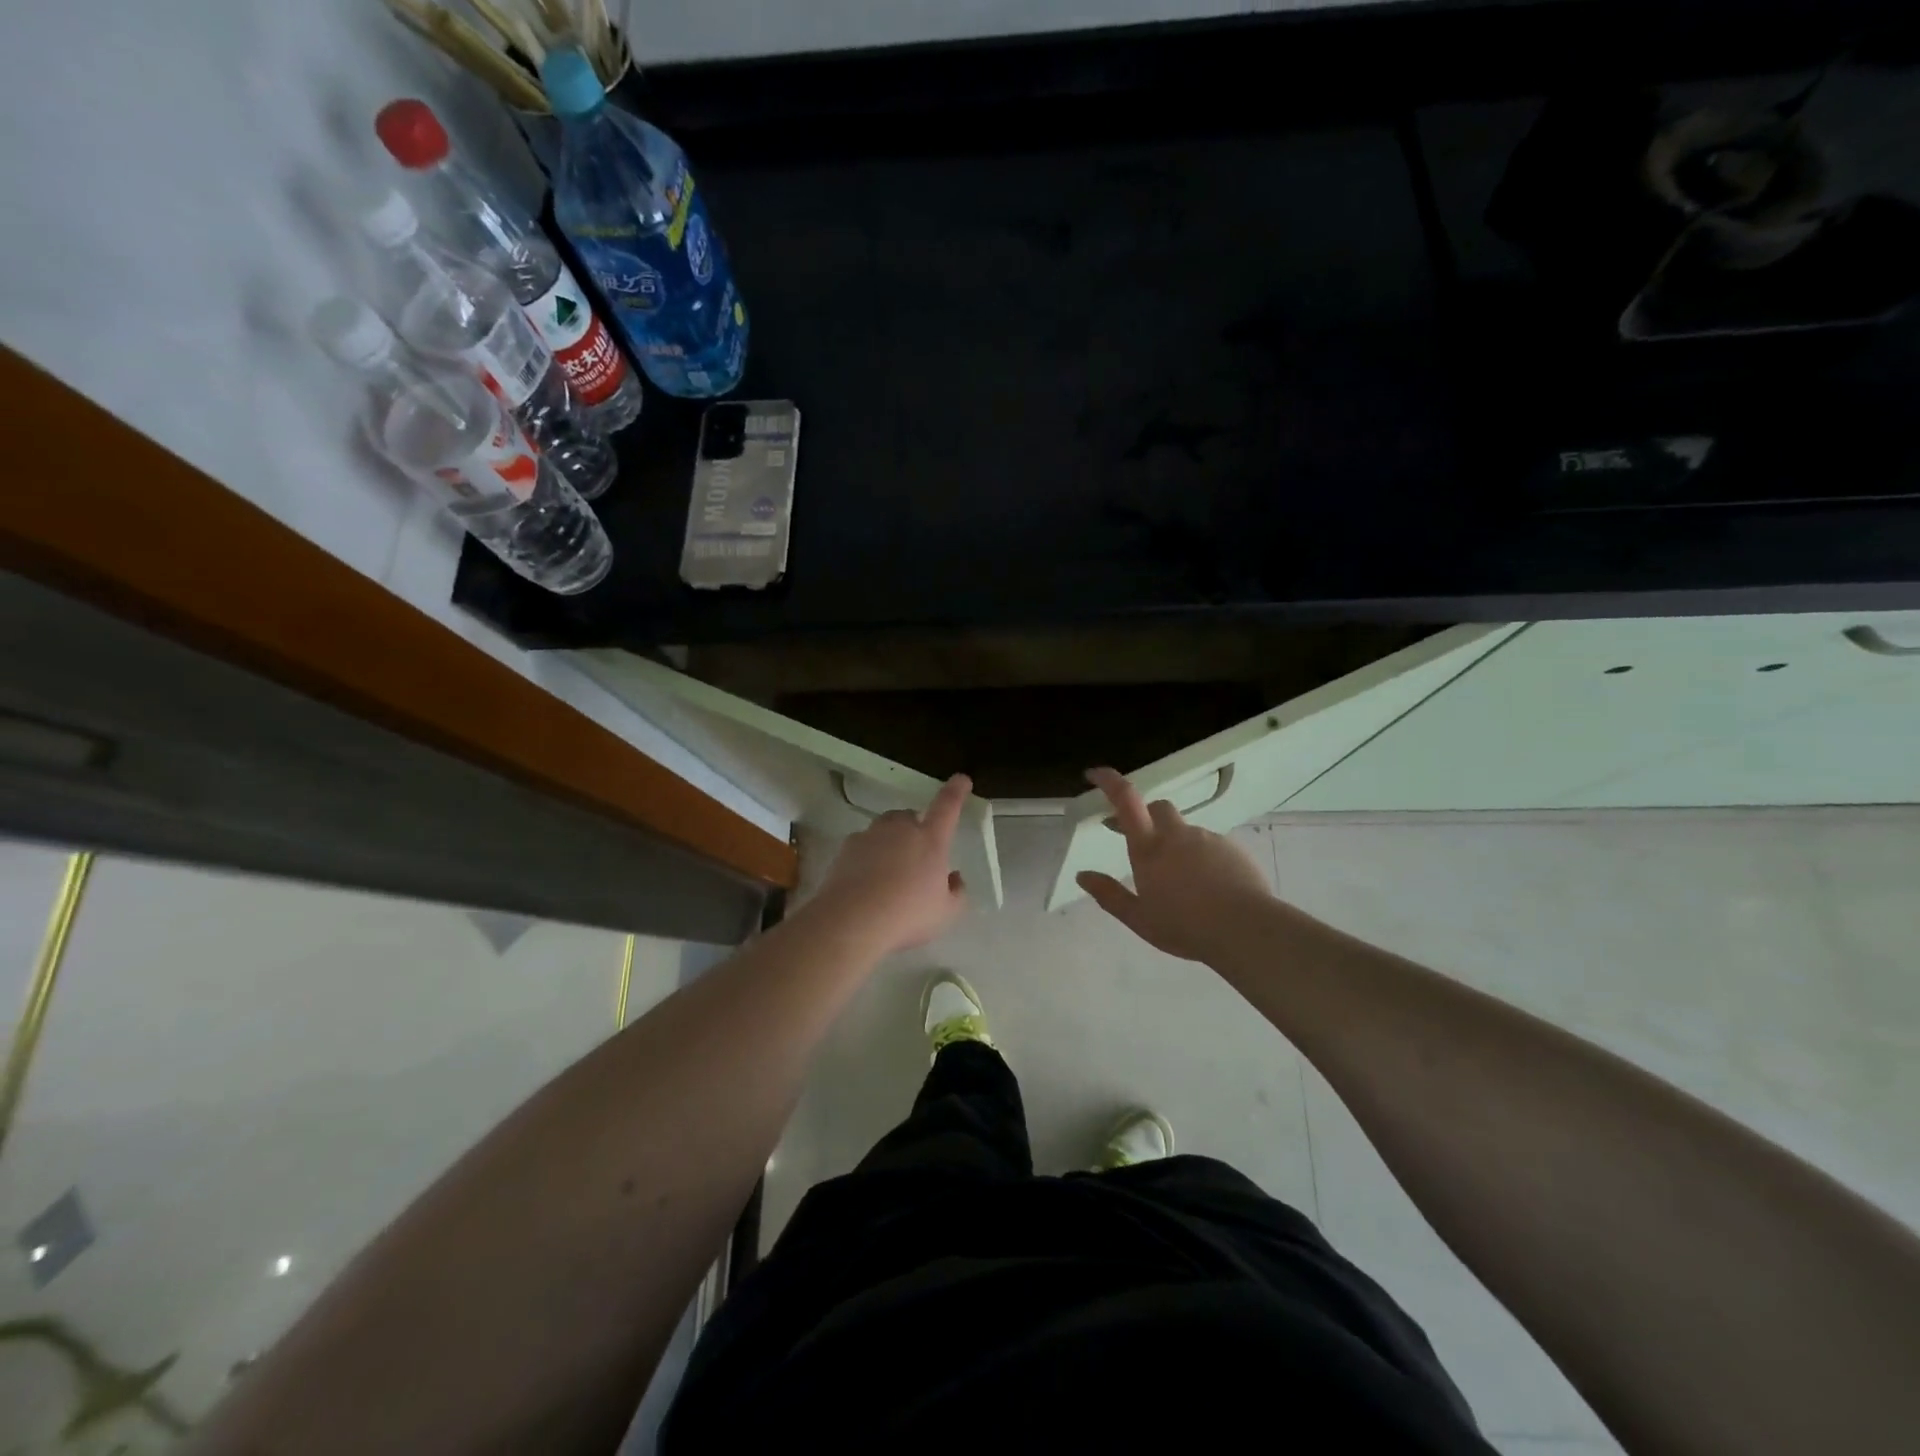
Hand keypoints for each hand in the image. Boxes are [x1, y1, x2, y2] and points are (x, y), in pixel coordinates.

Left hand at [813, 774, 971, 953]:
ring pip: (885, 828)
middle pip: (910, 817)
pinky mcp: (847, 848)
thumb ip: (956, 892)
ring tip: (890, 870)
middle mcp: (900, 829)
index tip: (961, 779)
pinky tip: (867, 880)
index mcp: (931, 839)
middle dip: (916, 828)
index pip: (948, 806)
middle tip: (917, 856)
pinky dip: (868, 856)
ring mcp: (871, 835)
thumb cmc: (907, 914)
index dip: (956, 791)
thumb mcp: (945, 912)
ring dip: (891, 841)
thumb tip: (954, 877)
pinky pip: (863, 845)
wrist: (852, 921)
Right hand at [1077, 766, 1273, 962]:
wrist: (1246, 930)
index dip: (1109, 781)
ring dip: (1177, 844)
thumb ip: (1109, 895)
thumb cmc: (1185, 926)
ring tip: (1181, 881)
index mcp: (1149, 847)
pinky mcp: (1234, 849)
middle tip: (1142, 842)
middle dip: (1146, 816)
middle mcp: (1178, 835)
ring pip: (1186, 831)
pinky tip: (1208, 888)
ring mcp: (1208, 839)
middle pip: (1158, 808)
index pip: (1126, 800)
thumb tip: (1083, 876)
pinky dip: (1202, 859)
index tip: (1095, 774)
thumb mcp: (1139, 918)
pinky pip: (1211, 846)